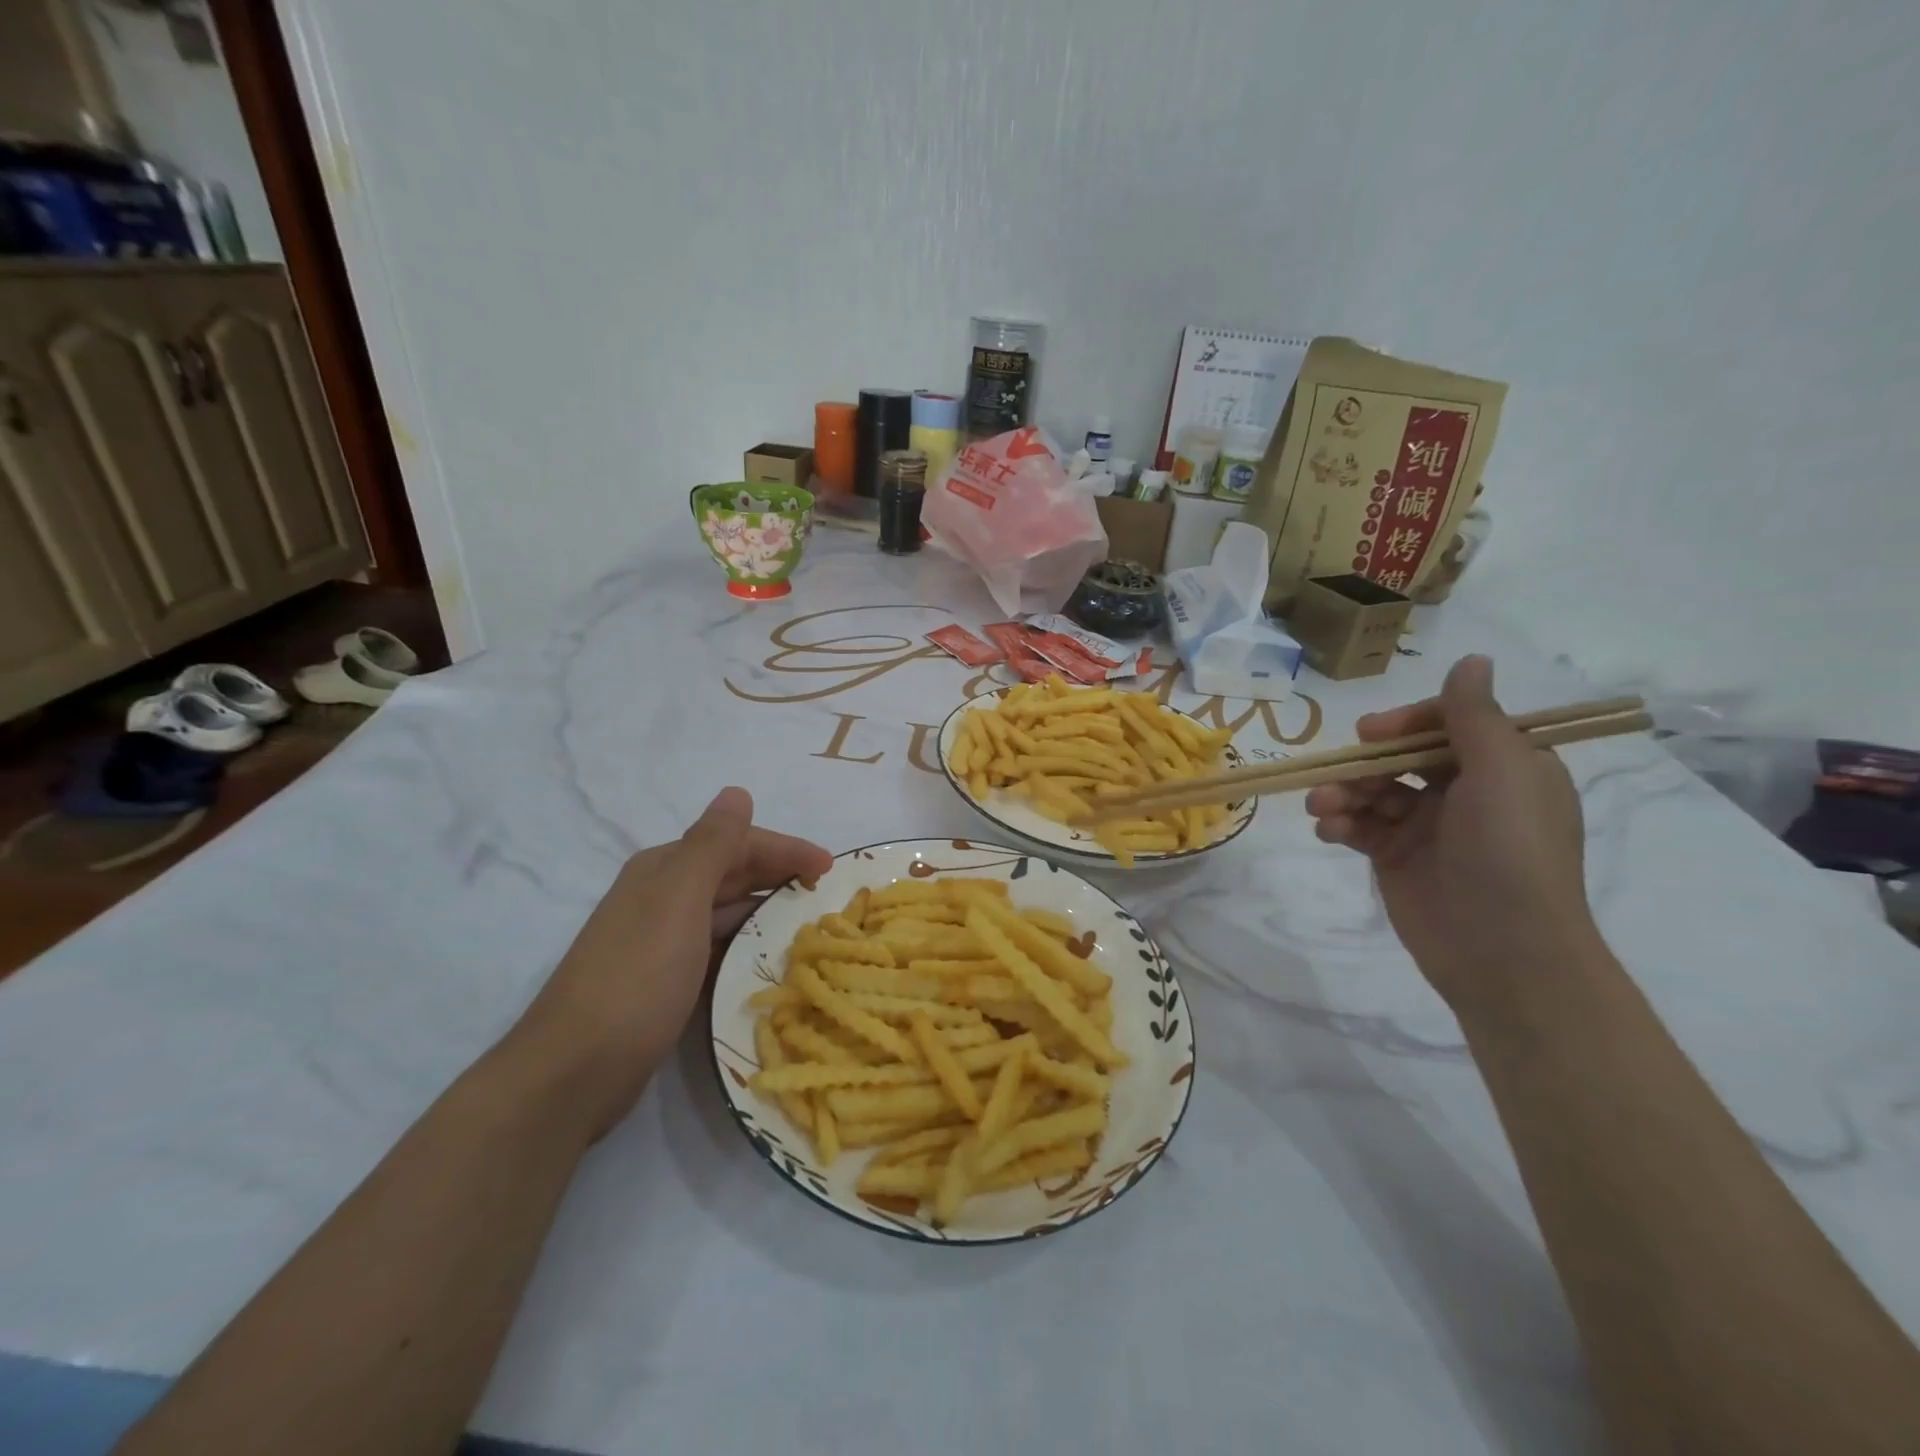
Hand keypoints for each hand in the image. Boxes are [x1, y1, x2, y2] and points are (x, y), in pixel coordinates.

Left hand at [508, 788, 830, 1136]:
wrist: (574, 1071)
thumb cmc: (637, 976)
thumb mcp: (679, 899)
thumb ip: (712, 845)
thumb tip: (737, 792)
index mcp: (664, 869)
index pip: (735, 843)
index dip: (784, 849)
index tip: (828, 867)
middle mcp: (661, 897)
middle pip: (732, 874)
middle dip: (779, 877)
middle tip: (826, 895)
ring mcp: (661, 941)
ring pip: (727, 912)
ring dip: (767, 912)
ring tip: (808, 926)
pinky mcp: (665, 981)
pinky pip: (718, 949)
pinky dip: (747, 946)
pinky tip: (769, 960)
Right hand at [1304, 655, 1598, 1011]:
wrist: (1502, 952)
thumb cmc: (1508, 852)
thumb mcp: (1502, 773)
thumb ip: (1475, 717)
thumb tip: (1473, 660)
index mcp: (1503, 768)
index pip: (1448, 724)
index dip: (1407, 722)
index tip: (1373, 733)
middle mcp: (1466, 792)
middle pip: (1401, 756)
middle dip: (1365, 762)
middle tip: (1340, 770)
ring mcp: (1427, 827)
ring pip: (1373, 790)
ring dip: (1343, 793)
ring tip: (1322, 807)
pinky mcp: (1396, 858)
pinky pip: (1359, 826)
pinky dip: (1339, 823)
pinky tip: (1329, 830)